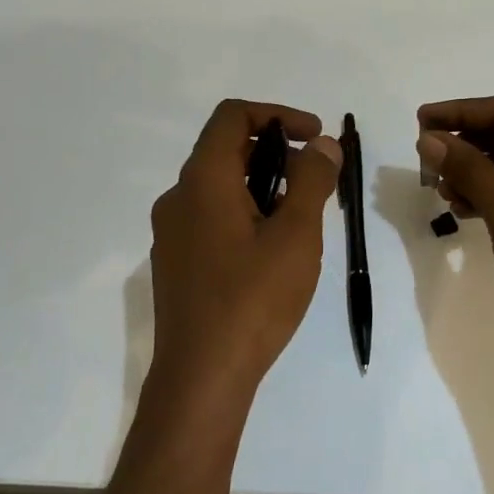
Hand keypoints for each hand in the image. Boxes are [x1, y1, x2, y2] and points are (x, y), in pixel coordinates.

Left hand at [147, 100, 342, 401]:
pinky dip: (243, 213)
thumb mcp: (296, 235)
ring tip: (299, 220)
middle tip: (315, 181)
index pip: (233, 116)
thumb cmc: (252, 300)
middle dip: (276, 153)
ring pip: (219, 186)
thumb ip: (312, 180)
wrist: (201, 378)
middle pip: (226, 150)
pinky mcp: (174, 262)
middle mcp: (178, 197)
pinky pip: (210, 217)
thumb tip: (323, 144)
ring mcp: (171, 232)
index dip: (278, 115)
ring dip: (262, 186)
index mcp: (203, 180)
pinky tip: (270, 252)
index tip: (315, 137)